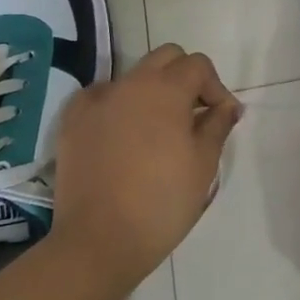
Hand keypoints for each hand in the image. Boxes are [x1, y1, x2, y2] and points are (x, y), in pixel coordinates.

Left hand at [52, 44, 241, 289]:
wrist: (99, 241)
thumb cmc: (162, 202)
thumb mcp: (203, 164)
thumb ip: (218, 125)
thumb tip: (227, 106)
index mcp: (165, 89)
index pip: (198, 65)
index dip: (215, 87)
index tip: (220, 119)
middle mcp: (129, 83)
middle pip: (165, 58)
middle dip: (185, 78)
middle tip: (193, 115)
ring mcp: (96, 100)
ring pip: (133, 77)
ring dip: (152, 92)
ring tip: (157, 129)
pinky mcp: (72, 121)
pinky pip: (101, 97)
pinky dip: (117, 105)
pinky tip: (122, 134)